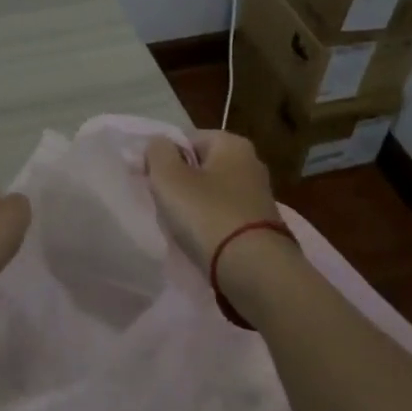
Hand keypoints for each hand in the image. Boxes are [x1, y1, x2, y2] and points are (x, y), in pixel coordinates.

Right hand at [143, 131, 281, 268]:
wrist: (254, 270)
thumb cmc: (207, 215)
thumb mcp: (169, 178)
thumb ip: (157, 152)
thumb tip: (158, 144)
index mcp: (232, 143)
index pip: (186, 140)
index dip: (163, 159)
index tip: (150, 183)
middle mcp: (251, 163)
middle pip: (199, 167)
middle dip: (178, 185)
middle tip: (163, 206)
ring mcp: (258, 196)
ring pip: (210, 194)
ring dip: (193, 209)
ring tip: (179, 228)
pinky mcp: (261, 225)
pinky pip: (223, 218)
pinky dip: (209, 227)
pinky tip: (200, 242)